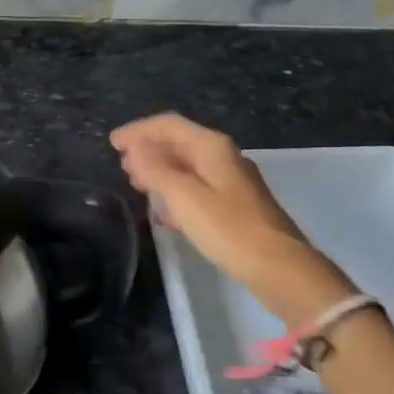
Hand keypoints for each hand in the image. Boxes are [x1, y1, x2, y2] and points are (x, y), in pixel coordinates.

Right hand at [111, 112, 353, 325]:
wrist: (280, 268)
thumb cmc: (228, 229)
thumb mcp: (184, 198)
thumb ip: (156, 170)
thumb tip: (135, 149)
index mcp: (212, 147)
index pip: (169, 125)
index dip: (138, 131)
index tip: (112, 143)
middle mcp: (224, 157)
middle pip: (180, 143)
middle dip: (149, 149)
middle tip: (122, 164)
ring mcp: (233, 182)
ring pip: (188, 167)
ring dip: (161, 171)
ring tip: (137, 183)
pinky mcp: (237, 207)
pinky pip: (198, 189)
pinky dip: (176, 193)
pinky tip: (164, 213)